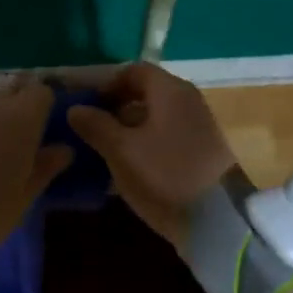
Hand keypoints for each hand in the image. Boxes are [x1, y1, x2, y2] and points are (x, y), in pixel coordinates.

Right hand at [66, 64, 236, 245]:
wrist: (217, 220)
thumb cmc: (164, 175)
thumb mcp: (121, 150)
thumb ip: (96, 125)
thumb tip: (75, 108)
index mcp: (169, 90)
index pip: (133, 71)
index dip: (106, 84)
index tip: (85, 105)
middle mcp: (187, 100)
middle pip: (146, 93)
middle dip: (116, 107)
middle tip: (91, 128)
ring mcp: (198, 125)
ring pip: (156, 116)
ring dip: (129, 128)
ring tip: (105, 150)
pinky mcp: (203, 150)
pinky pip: (167, 135)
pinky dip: (146, 143)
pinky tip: (130, 166)